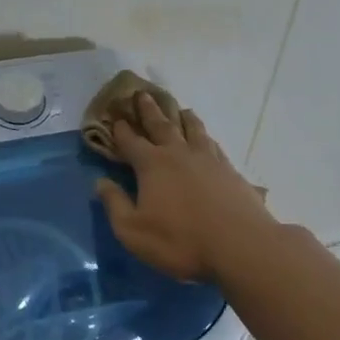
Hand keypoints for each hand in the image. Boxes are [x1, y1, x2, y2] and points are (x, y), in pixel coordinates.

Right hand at [95, 93, 275, 282]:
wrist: (239, 245)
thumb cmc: (180, 240)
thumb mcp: (133, 231)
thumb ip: (115, 204)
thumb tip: (100, 182)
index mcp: (152, 165)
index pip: (131, 141)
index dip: (121, 130)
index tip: (116, 117)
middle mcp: (179, 153)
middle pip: (161, 125)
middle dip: (149, 110)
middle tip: (142, 94)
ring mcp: (208, 159)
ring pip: (192, 129)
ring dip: (182, 117)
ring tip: (180, 109)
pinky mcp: (230, 170)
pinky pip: (213, 144)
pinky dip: (205, 136)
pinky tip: (207, 138)